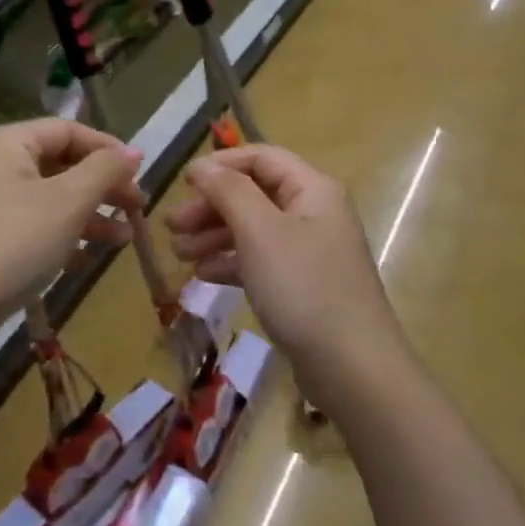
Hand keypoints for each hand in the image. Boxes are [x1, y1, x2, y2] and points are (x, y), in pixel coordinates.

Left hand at [0, 119, 144, 342]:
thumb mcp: (69, 202)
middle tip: (137, 210)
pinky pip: (34, 224)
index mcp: (9, 143)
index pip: (69, 130)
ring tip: (122, 240)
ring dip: (89, 215)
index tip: (140, 175)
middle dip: (102, 187)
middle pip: (61, 164)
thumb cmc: (15, 242)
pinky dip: (63, 236)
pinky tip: (84, 260)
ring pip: (51, 198)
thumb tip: (135, 151)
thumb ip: (105, 170)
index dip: (108, 149)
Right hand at [167, 145, 404, 409]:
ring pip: (254, 229)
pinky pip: (261, 260)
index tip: (182, 182)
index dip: (220, 165)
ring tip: (179, 254)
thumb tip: (202, 165)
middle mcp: (314, 212)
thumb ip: (229, 191)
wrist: (352, 368)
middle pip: (254, 193)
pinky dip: (232, 262)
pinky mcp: (303, 285)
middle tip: (172, 226)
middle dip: (211, 206)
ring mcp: (310, 251)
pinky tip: (203, 275)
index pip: (261, 157)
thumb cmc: (303, 288)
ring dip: (214, 236)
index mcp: (312, 189)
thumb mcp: (259, 232)